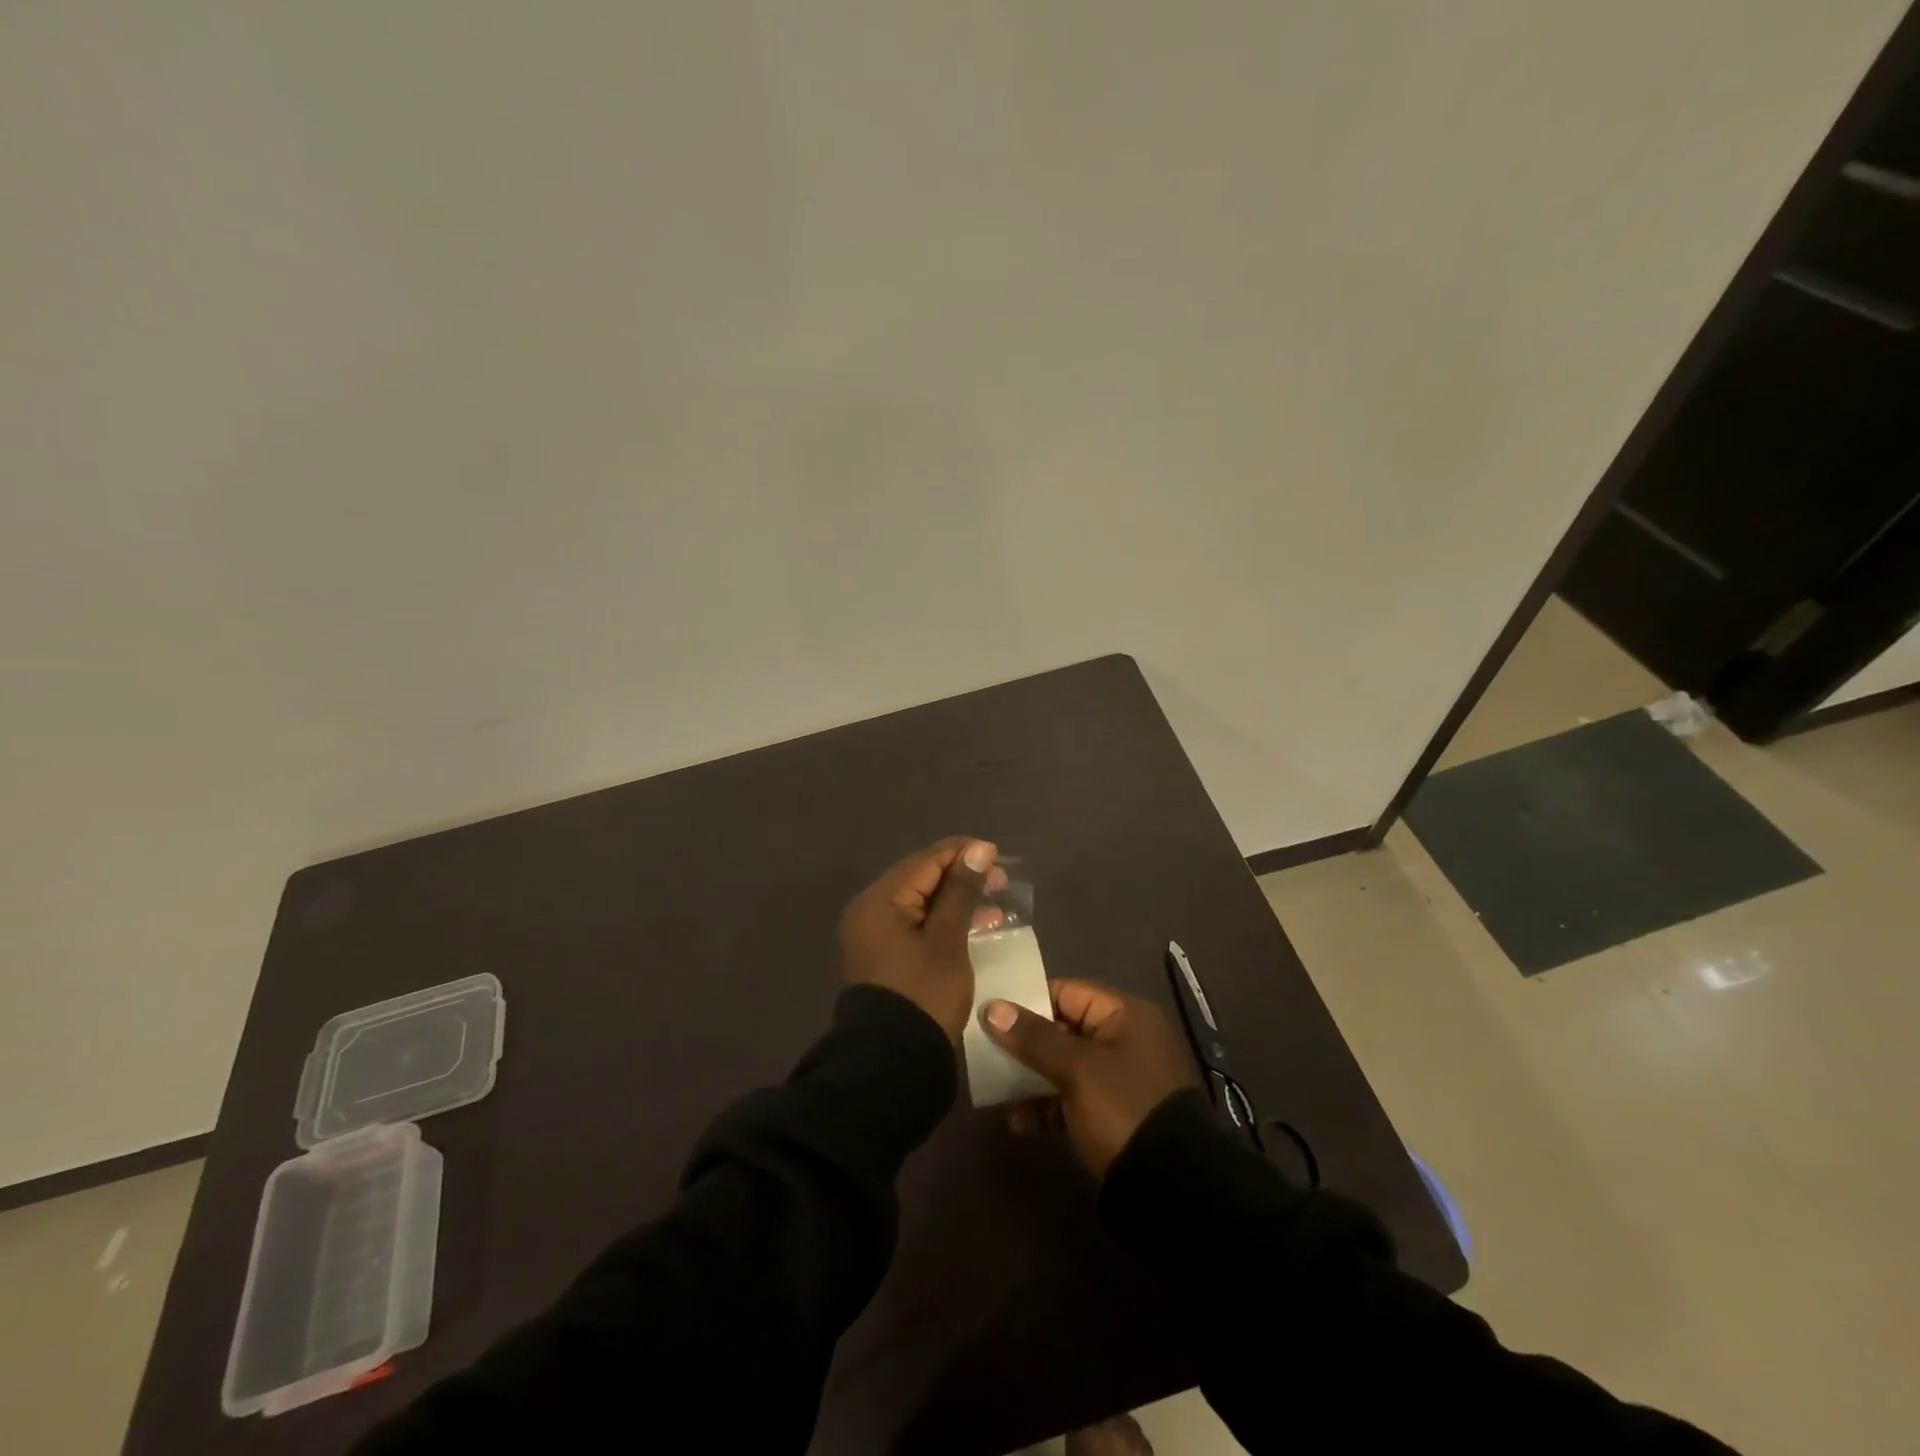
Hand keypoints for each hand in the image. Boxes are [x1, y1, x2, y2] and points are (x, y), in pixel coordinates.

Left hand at [839, 838, 1001, 1041]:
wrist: (892, 1062)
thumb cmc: (923, 993)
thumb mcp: (948, 939)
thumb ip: (962, 891)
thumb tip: (979, 849)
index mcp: (879, 901)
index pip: (925, 861)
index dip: (962, 853)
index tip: (998, 855)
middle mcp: (869, 912)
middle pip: (920, 879)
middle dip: (961, 877)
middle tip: (1000, 881)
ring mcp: (873, 936)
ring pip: (920, 903)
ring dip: (955, 901)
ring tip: (994, 906)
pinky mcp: (883, 957)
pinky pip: (915, 925)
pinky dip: (942, 922)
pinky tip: (973, 927)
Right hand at [982, 980, 1198, 1175]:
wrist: (1170, 1187)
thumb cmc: (1123, 1108)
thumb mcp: (1077, 1069)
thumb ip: (1034, 1037)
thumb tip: (992, 1007)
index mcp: (1125, 1015)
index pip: (1068, 992)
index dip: (1029, 999)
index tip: (991, 1011)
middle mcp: (1124, 1040)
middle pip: (1063, 1028)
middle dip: (1025, 1041)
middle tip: (985, 1048)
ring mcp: (1118, 1079)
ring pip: (1064, 1065)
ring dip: (1031, 1075)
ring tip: (994, 1086)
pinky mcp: (1112, 1114)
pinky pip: (1071, 1098)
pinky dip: (1046, 1105)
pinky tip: (1017, 1121)